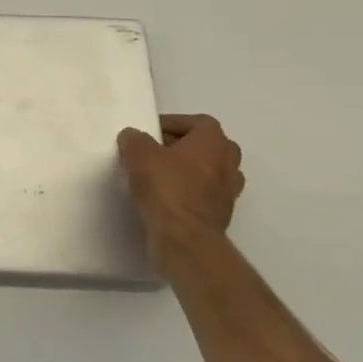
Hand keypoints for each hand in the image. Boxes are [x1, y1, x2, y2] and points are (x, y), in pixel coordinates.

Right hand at [117, 114, 244, 271]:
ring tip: (159, 176)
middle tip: (156, 152)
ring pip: (208, 172)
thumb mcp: (139, 153)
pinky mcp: (221, 216)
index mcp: (214, 141)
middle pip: (207, 146)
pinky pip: (204, 196)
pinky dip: (188, 194)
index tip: (150, 133)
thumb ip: (135, 139)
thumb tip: (133, 138)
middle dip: (183, 147)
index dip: (173, 124)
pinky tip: (165, 199)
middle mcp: (229, 163)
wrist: (185, 239)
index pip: (197, 122)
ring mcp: (229, 192)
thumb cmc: (166, 187)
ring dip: (187, 172)